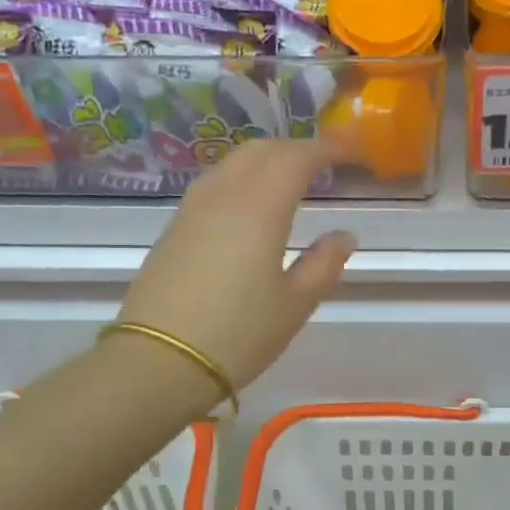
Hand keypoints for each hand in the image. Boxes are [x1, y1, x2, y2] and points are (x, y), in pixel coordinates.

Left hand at [117, 139, 354, 392]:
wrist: (156, 363)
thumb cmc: (237, 334)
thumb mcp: (294, 305)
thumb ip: (323, 264)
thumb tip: (343, 236)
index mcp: (259, 207)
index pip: (297, 157)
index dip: (328, 147)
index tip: (352, 149)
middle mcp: (224, 195)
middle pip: (262, 150)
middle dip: (296, 149)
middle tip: (325, 164)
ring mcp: (192, 209)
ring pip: (233, 162)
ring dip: (266, 160)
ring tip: (290, 180)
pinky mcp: (174, 228)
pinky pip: (215, 184)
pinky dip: (242, 179)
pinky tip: (251, 206)